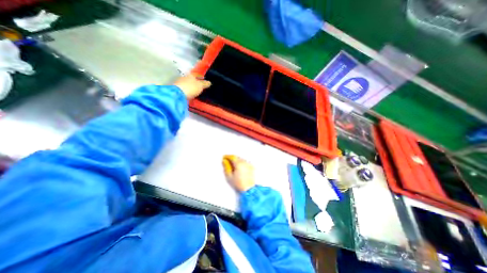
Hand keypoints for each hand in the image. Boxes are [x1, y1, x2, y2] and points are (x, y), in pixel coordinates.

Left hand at [176, 73, 211, 99]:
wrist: (178, 94)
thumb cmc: (191, 88)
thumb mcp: (200, 86)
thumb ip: (205, 84)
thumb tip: (209, 82)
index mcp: (191, 75)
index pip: (197, 74)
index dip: (201, 76)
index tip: (204, 78)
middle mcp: (184, 77)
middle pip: (191, 79)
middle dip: (195, 81)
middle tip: (200, 85)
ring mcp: (180, 83)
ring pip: (187, 84)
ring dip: (191, 86)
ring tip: (196, 91)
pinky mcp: (177, 90)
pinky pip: (185, 89)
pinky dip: (188, 91)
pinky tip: (190, 94)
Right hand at [222, 156, 255, 191]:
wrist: (248, 189)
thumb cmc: (239, 184)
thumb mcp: (229, 176)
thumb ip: (226, 167)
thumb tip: (224, 161)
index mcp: (239, 164)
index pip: (232, 157)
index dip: (227, 156)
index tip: (224, 157)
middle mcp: (244, 163)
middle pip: (237, 157)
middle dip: (232, 158)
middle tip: (227, 162)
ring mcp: (249, 164)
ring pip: (241, 159)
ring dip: (237, 160)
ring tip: (233, 166)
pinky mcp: (251, 167)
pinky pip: (245, 162)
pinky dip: (242, 163)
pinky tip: (239, 167)